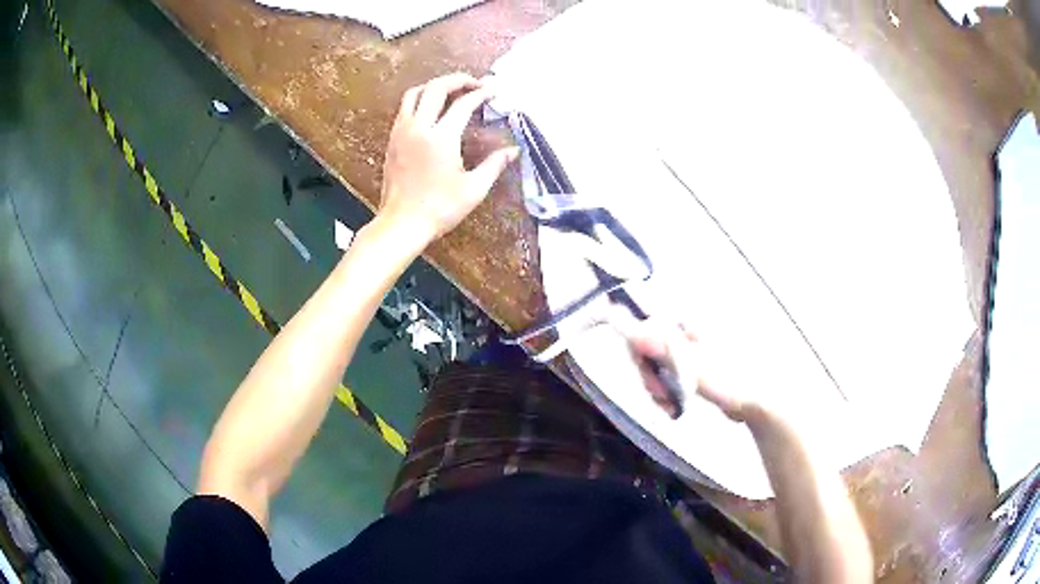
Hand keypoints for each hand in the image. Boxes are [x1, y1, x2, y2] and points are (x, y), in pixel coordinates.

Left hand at [377, 72, 519, 247]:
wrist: (401, 224)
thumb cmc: (439, 209)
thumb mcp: (473, 189)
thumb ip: (494, 165)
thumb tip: (513, 151)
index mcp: (441, 138)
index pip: (464, 103)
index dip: (482, 94)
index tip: (495, 91)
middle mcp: (419, 127)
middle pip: (437, 87)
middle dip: (459, 79)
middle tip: (475, 84)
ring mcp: (401, 132)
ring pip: (416, 93)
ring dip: (436, 86)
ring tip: (453, 91)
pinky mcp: (392, 139)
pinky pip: (405, 107)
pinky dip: (421, 99)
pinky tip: (432, 109)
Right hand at [615, 315, 756, 422]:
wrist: (759, 400)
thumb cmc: (729, 377)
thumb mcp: (688, 362)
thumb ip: (653, 342)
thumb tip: (617, 317)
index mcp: (686, 320)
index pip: (646, 325)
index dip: (639, 350)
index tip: (644, 373)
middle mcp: (686, 329)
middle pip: (649, 347)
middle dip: (650, 376)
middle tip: (659, 397)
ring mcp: (690, 349)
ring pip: (656, 365)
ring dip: (657, 388)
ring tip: (669, 406)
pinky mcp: (693, 368)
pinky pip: (668, 377)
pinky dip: (666, 393)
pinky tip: (673, 407)